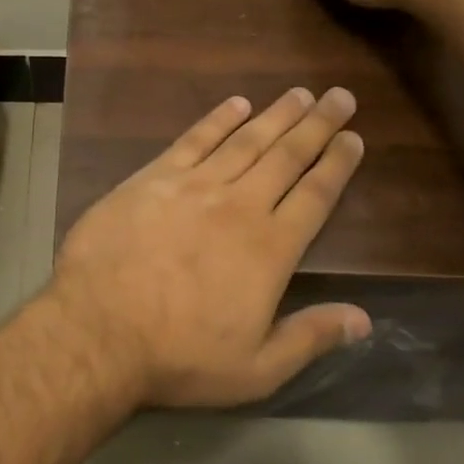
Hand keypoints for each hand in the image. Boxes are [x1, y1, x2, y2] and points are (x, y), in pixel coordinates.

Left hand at [45, 88, 370, 407]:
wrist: (99, 329)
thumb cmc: (179, 356)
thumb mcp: (256, 370)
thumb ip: (310, 338)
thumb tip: (364, 318)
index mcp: (269, 249)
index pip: (315, 196)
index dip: (337, 165)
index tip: (353, 139)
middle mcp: (239, 206)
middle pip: (286, 157)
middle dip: (317, 125)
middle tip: (340, 97)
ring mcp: (194, 186)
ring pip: (245, 141)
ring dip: (275, 115)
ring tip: (299, 93)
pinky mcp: (153, 177)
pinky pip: (193, 140)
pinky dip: (217, 120)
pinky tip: (236, 104)